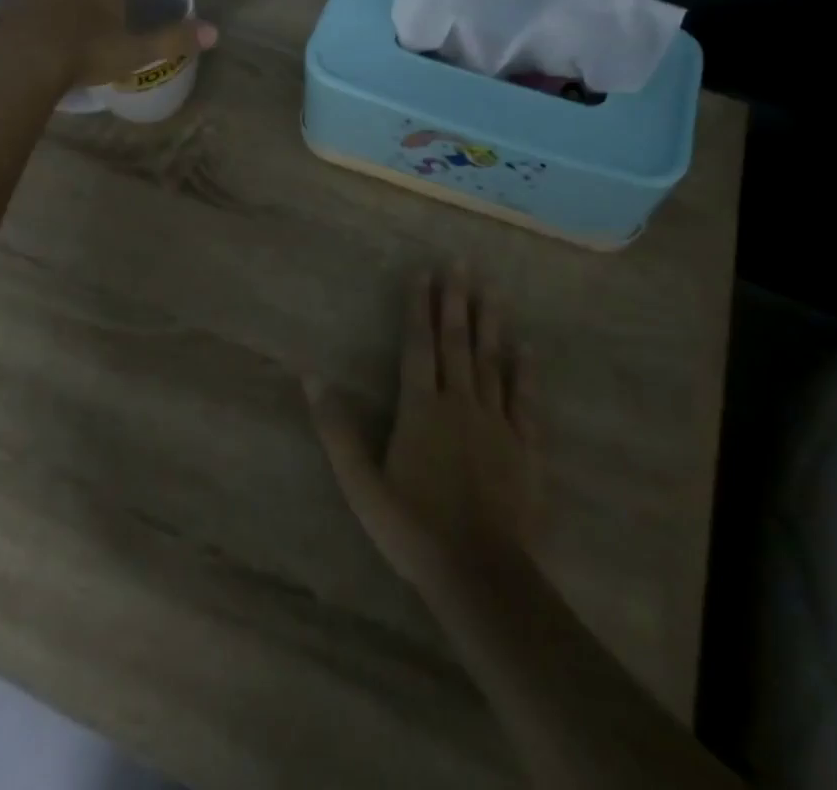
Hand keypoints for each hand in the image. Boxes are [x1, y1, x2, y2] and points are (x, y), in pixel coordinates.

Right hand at [310, 270, 544, 597]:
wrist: (479, 574)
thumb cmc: (413, 528)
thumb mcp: (360, 484)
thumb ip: (336, 429)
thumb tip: (310, 376)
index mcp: (420, 408)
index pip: (417, 345)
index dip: (418, 307)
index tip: (423, 271)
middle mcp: (459, 403)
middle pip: (456, 342)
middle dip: (456, 301)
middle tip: (461, 262)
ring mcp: (496, 423)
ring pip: (492, 362)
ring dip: (490, 323)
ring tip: (492, 288)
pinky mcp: (526, 447)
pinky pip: (526, 400)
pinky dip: (526, 371)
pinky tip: (527, 346)